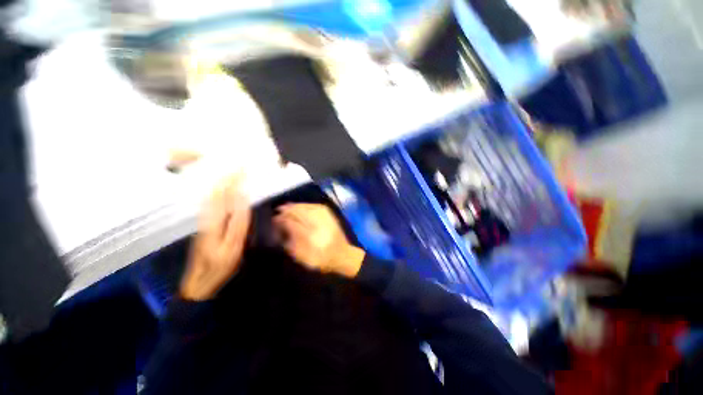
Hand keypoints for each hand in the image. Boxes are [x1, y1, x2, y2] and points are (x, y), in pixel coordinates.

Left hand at [180, 175, 251, 300]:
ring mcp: (205, 217)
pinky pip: (212, 200)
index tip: (244, 166)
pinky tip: (223, 186)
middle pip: (219, 190)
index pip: (226, 193)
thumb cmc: (220, 265)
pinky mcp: (206, 221)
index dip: (235, 179)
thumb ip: (238, 221)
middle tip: (240, 163)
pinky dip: (218, 190)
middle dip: (229, 175)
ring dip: (223, 180)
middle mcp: (207, 214)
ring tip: (232, 170)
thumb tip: (243, 198)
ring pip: (213, 193)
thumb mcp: (233, 245)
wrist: (200, 279)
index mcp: (215, 219)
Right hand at [273, 204, 364, 278]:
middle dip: (286, 211)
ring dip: (294, 206)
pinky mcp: (329, 214)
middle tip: (277, 212)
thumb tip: (280, 229)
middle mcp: (318, 224)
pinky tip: (299, 206)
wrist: (342, 254)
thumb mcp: (302, 257)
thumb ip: (289, 243)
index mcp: (311, 237)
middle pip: (298, 212)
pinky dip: (304, 205)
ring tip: (285, 208)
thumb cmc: (321, 259)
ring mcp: (325, 217)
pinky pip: (313, 205)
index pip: (292, 223)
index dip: (281, 220)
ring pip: (306, 207)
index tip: (273, 220)